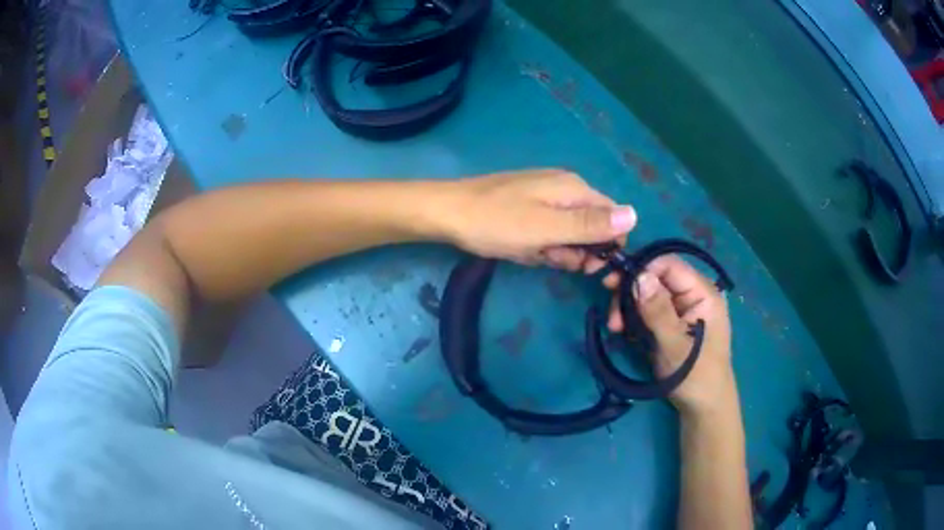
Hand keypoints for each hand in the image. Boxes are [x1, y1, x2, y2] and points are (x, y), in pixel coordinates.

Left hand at [444, 170, 635, 267]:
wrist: (447, 214)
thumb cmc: (497, 222)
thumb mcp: (548, 228)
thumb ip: (592, 224)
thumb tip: (635, 215)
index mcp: (575, 189)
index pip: (613, 218)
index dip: (608, 245)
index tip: (589, 267)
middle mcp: (565, 189)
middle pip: (591, 227)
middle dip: (577, 250)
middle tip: (551, 257)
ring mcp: (544, 197)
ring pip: (568, 233)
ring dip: (556, 250)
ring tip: (531, 252)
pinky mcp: (528, 208)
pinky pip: (548, 232)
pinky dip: (539, 245)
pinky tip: (522, 249)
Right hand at [616, 254, 735, 415]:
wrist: (703, 406)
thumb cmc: (695, 376)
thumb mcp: (675, 345)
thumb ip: (658, 310)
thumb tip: (639, 275)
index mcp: (703, 293)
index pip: (668, 265)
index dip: (641, 269)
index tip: (612, 284)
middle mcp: (693, 295)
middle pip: (655, 278)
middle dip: (630, 293)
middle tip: (611, 316)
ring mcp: (682, 309)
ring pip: (648, 295)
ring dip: (628, 308)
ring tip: (615, 329)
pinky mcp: (671, 323)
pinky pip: (649, 311)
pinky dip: (634, 319)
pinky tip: (625, 333)